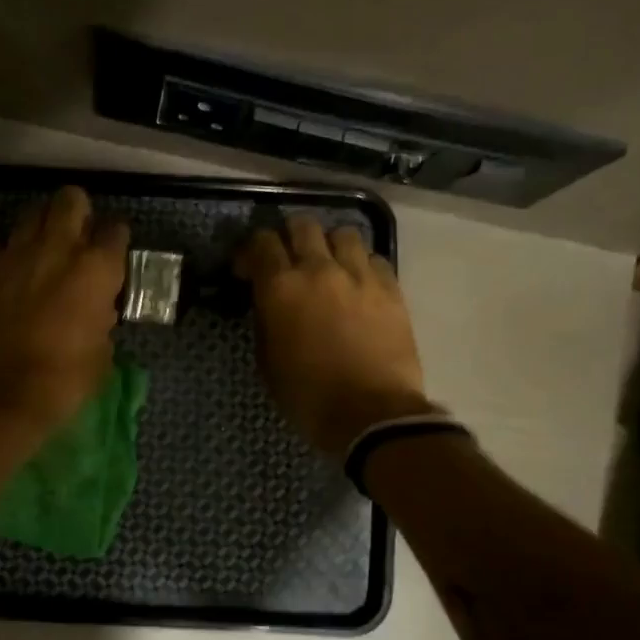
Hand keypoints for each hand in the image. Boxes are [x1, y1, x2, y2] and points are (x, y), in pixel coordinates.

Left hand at [0, 186, 128, 430]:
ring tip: (41, 250)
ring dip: (40, 226)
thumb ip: (102, 319)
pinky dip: (5, 252)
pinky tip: (8, 271)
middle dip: (77, 211)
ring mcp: (14, 254)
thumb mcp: (101, 353)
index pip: (116, 231)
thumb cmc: (64, 381)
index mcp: (96, 269)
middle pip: (70, 200)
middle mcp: (57, 248)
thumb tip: (96, 309)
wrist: (0, 395)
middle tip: (77, 236)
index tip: (112, 254)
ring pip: (30, 214)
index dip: (115, 241)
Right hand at [236, 216, 431, 459]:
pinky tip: (358, 284)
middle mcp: (319, 269)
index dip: (250, 251)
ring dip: (330, 245)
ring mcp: (359, 275)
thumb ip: (266, 320)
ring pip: (343, 232)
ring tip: (328, 265)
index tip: (248, 270)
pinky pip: (374, 258)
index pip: (261, 242)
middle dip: (289, 237)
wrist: (371, 414)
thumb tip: (269, 303)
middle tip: (288, 259)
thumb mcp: (268, 360)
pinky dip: (361, 264)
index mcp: (280, 287)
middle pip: (302, 225)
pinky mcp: (391, 288)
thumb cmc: (308, 396)